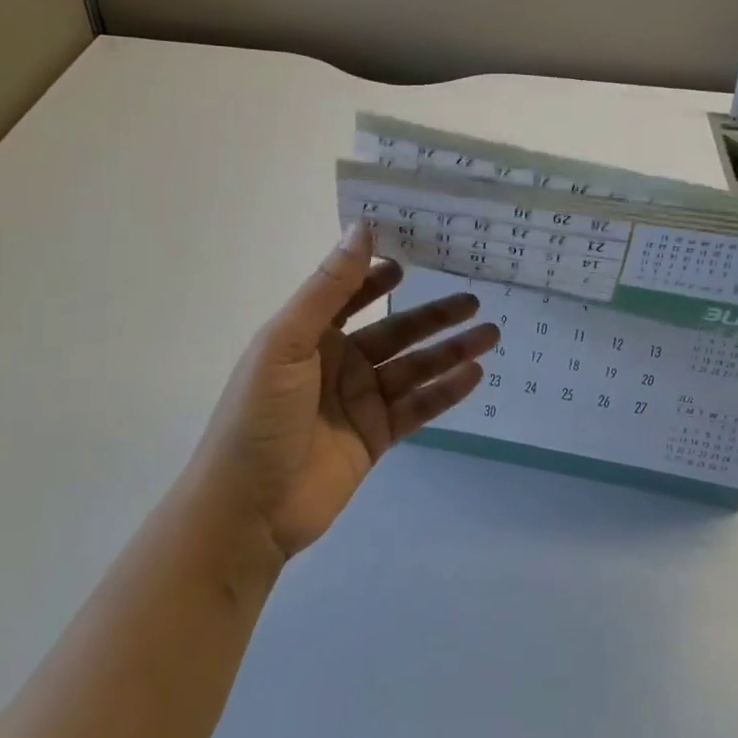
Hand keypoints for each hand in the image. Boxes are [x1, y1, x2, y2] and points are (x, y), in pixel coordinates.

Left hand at [197, 224, 498, 558]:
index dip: (379, 275)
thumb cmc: (259, 416)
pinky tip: (475, 373)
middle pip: (396, 330)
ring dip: (451, 350)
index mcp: (310, 336)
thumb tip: (363, 227)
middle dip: (434, 314)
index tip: (416, 256)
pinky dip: (446, 390)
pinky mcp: (377, 436)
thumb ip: (329, 287)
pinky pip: (418, 406)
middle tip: (473, 297)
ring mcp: (360, 401)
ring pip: (414, 367)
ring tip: (490, 332)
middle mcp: (339, 363)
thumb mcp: (287, 341)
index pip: (351, 295)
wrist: (247, 510)